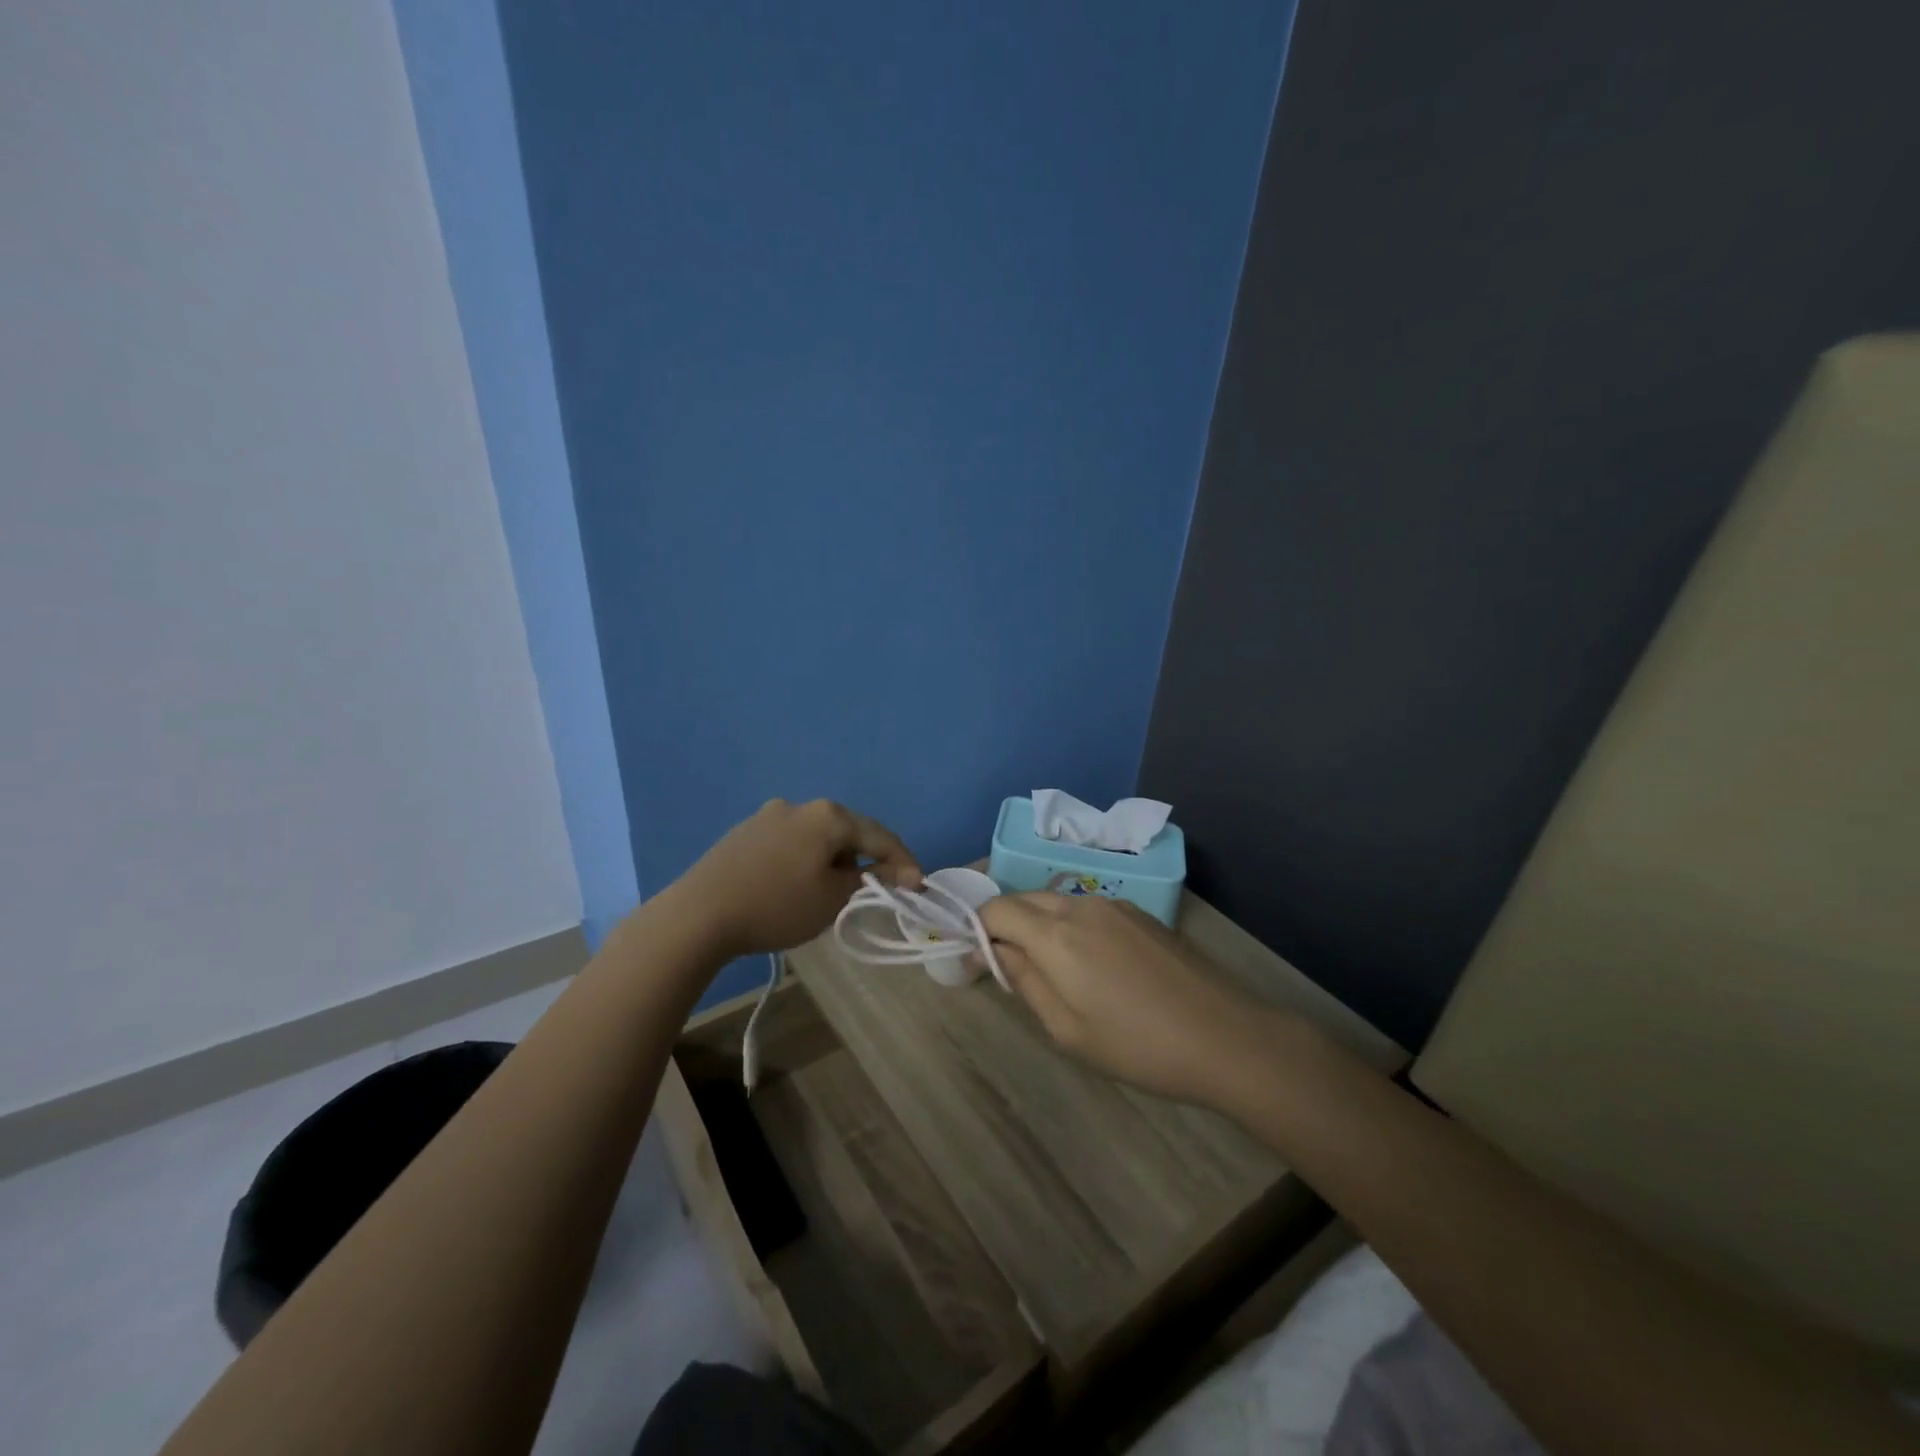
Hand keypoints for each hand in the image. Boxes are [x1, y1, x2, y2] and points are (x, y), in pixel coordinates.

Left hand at [674, 799, 920, 957]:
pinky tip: (798, 883)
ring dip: (834, 858)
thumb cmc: (777, 906)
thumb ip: (869, 880)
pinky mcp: (745, 832)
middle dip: (867, 857)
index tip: (918, 884)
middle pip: (848, 831)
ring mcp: (768, 815)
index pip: (880, 836)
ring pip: (817, 836)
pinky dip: (805, 859)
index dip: (903, 861)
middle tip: (881, 885)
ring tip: (837, 888)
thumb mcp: (832, 898)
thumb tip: (895, 872)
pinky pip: (790, 842)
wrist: (699, 914)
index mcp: (829, 816)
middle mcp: (800, 805)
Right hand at [977, 893, 1277, 1107]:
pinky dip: (1070, 924)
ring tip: (1049, 968)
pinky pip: (1087, 908)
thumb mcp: (1067, 1029)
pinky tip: (1091, 962)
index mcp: (1055, 934)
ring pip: (1056, 900)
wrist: (1225, 1036)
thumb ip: (1024, 982)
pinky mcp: (1140, 913)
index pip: (996, 909)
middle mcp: (1079, 905)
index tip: (975, 961)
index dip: (977, 929)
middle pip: (1024, 899)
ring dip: (1038, 922)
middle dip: (1005, 924)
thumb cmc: (1138, 1045)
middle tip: (1007, 965)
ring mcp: (1114, 904)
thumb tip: (992, 952)